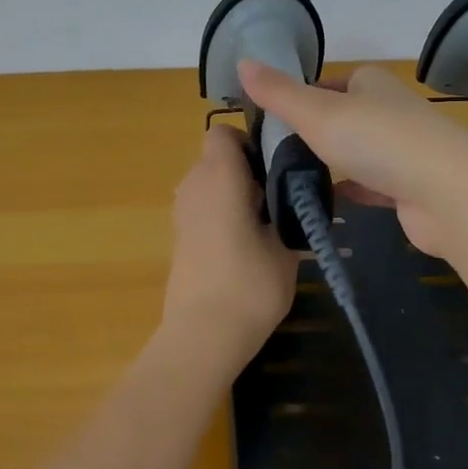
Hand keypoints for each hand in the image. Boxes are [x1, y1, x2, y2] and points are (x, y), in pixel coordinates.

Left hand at [160, 125, 300, 373]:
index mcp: (219, 175)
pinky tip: (243, 247)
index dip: (248, 142)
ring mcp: (181, 212)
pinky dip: (220, 215)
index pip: (222, 133)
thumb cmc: (250, 284)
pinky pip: (202, 208)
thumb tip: (289, 200)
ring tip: (265, 226)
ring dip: (233, 194)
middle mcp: (193, 184)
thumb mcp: (285, 246)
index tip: (273, 167)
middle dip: (245, 170)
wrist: (203, 335)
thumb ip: (287, 212)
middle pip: (216, 158)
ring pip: (209, 184)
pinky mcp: (178, 237)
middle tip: (278, 198)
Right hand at [237, 59, 467, 260]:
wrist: (448, 194)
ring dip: (334, 162)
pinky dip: (352, 191)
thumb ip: (279, 92)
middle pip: (345, 117)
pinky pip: (373, 186)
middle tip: (274, 153)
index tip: (273, 119)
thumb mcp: (318, 112)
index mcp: (372, 84)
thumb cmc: (378, 141)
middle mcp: (391, 111)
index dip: (303, 96)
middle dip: (316, 132)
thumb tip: (242, 61)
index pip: (331, 82)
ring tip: (293, 179)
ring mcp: (405, 151)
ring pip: (359, 153)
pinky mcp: (411, 188)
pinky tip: (326, 203)